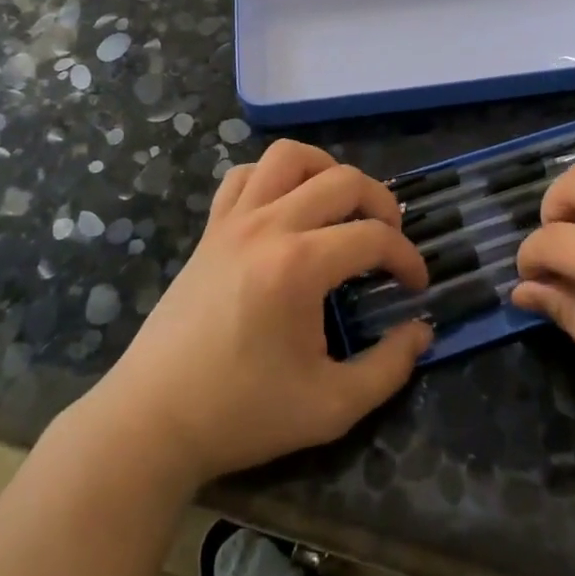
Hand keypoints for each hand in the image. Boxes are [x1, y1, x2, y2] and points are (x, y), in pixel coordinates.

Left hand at [97, 140, 431, 484]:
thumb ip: (388, 367)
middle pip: (342, 180)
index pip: (374, 237)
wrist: (153, 419)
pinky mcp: (210, 229)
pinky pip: (244, 175)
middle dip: (381, 202)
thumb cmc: (243, 413)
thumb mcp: (331, 406)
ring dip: (327, 171)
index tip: (416, 285)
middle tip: (391, 238)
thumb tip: (421, 331)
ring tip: (341, 206)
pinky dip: (273, 177)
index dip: (407, 258)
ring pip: (289, 157)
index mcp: (299, 265)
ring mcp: (233, 221)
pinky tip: (286, 208)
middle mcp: (268, 226)